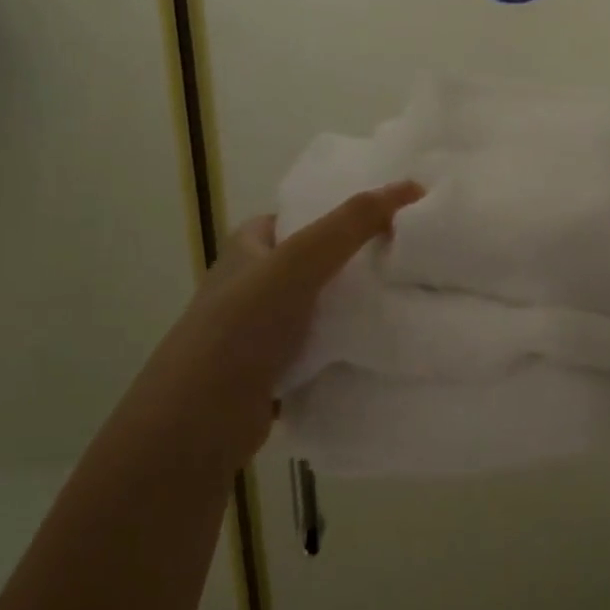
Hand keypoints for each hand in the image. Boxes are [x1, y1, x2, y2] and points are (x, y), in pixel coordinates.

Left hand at [138, 180, 423, 465]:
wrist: (199, 424)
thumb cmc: (242, 330)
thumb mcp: (297, 264)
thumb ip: (349, 225)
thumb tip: (410, 186)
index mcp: (248, 248)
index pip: (301, 217)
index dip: (342, 214)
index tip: (393, 219)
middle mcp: (252, 285)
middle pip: (316, 264)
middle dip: (357, 264)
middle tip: (410, 263)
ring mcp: (262, 332)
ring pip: (321, 311)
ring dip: (355, 311)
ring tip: (408, 302)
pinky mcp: (274, 373)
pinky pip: (321, 352)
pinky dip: (345, 350)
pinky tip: (382, 349)